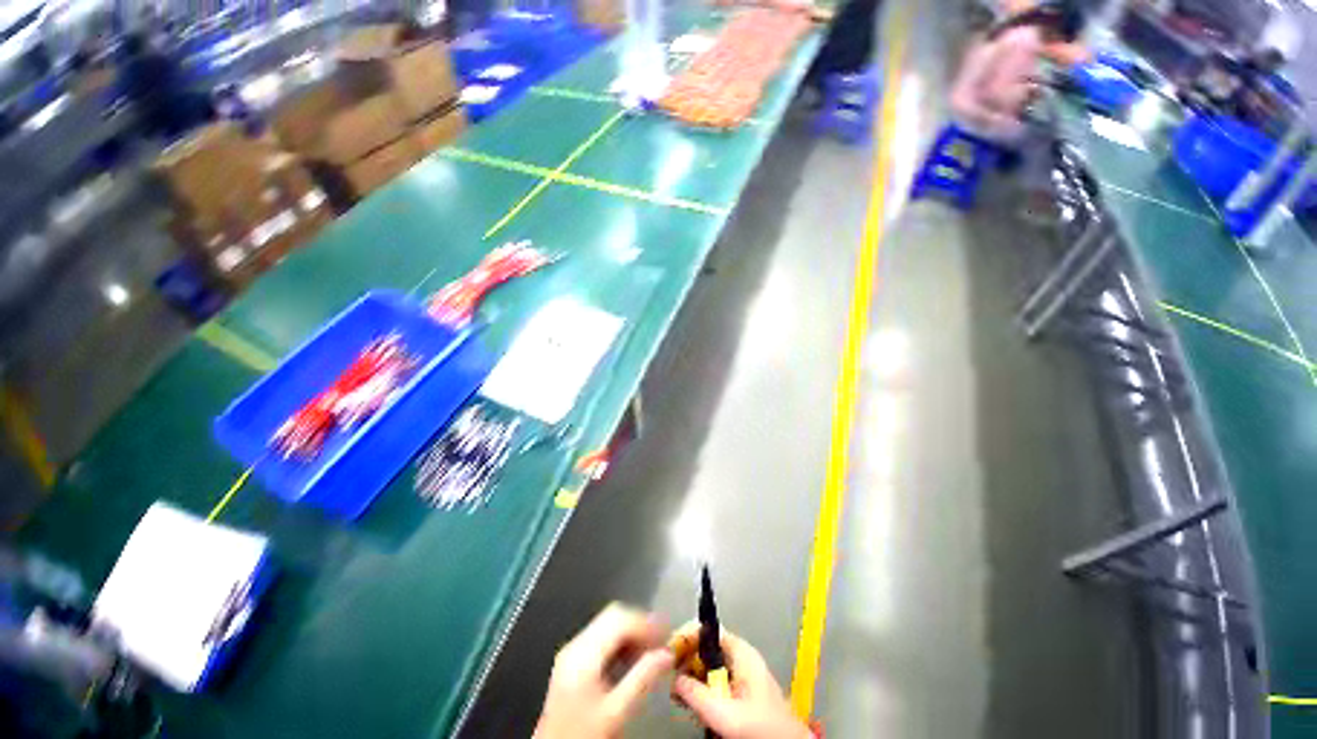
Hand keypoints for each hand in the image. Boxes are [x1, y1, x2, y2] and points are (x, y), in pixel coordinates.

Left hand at [534, 604, 674, 738]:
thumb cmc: (583, 736)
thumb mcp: (616, 712)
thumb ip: (643, 679)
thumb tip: (667, 654)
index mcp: (583, 654)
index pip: (619, 618)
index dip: (645, 622)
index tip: (665, 633)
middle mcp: (575, 646)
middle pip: (613, 615)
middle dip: (639, 623)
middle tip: (660, 640)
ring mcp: (571, 652)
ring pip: (607, 622)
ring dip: (631, 631)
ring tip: (650, 650)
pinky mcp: (572, 661)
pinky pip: (600, 636)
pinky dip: (620, 640)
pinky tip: (631, 658)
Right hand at [670, 624, 812, 738]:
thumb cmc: (759, 726)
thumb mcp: (724, 711)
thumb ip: (697, 693)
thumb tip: (675, 678)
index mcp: (740, 651)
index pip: (708, 627)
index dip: (687, 636)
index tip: (670, 653)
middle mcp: (740, 656)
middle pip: (706, 644)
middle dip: (687, 658)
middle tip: (671, 678)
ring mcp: (742, 672)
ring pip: (709, 663)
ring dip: (692, 675)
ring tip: (679, 693)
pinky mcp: (742, 690)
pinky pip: (715, 678)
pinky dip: (702, 686)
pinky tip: (694, 702)